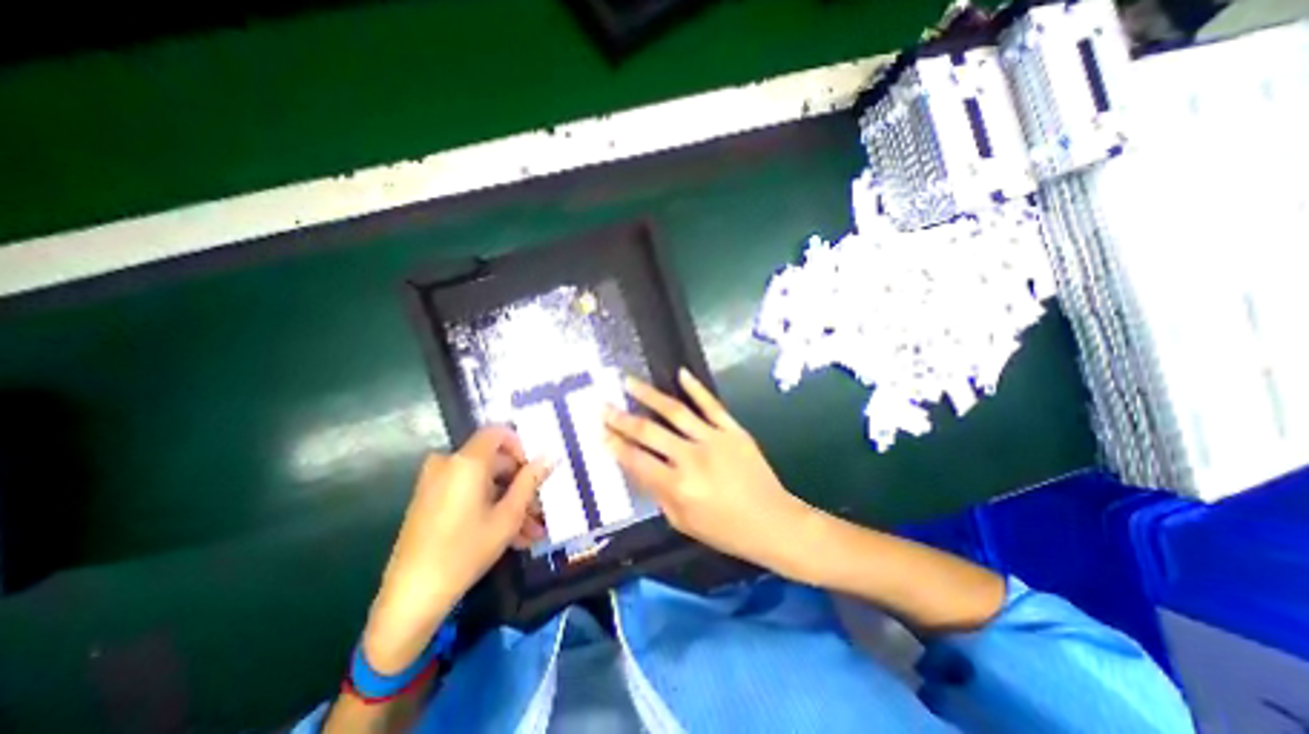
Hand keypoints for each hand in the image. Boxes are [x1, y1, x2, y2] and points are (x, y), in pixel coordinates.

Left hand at [361, 426, 550, 672]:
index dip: (521, 446)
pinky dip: (489, 507)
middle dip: (520, 484)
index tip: (534, 470)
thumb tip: (550, 456)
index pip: (498, 432)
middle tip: (540, 508)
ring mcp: (435, 483)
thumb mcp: (508, 515)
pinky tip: (510, 535)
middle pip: (494, 461)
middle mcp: (448, 464)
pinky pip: (467, 494)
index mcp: (466, 462)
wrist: (411, 598)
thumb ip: (531, 480)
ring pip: (484, 482)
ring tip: (530, 531)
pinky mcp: (429, 501)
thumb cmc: (465, 551)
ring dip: (509, 501)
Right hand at [602, 371, 814, 582]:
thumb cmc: (725, 530)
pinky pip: (712, 404)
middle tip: (603, 406)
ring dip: (649, 395)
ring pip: (675, 411)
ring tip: (628, 381)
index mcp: (678, 487)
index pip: (636, 461)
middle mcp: (692, 458)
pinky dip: (696, 388)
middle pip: (649, 432)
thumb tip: (638, 467)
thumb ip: (657, 493)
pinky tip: (681, 373)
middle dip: (621, 419)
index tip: (600, 432)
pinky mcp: (733, 430)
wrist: (773, 522)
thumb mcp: (682, 521)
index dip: (615, 446)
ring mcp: (714, 439)